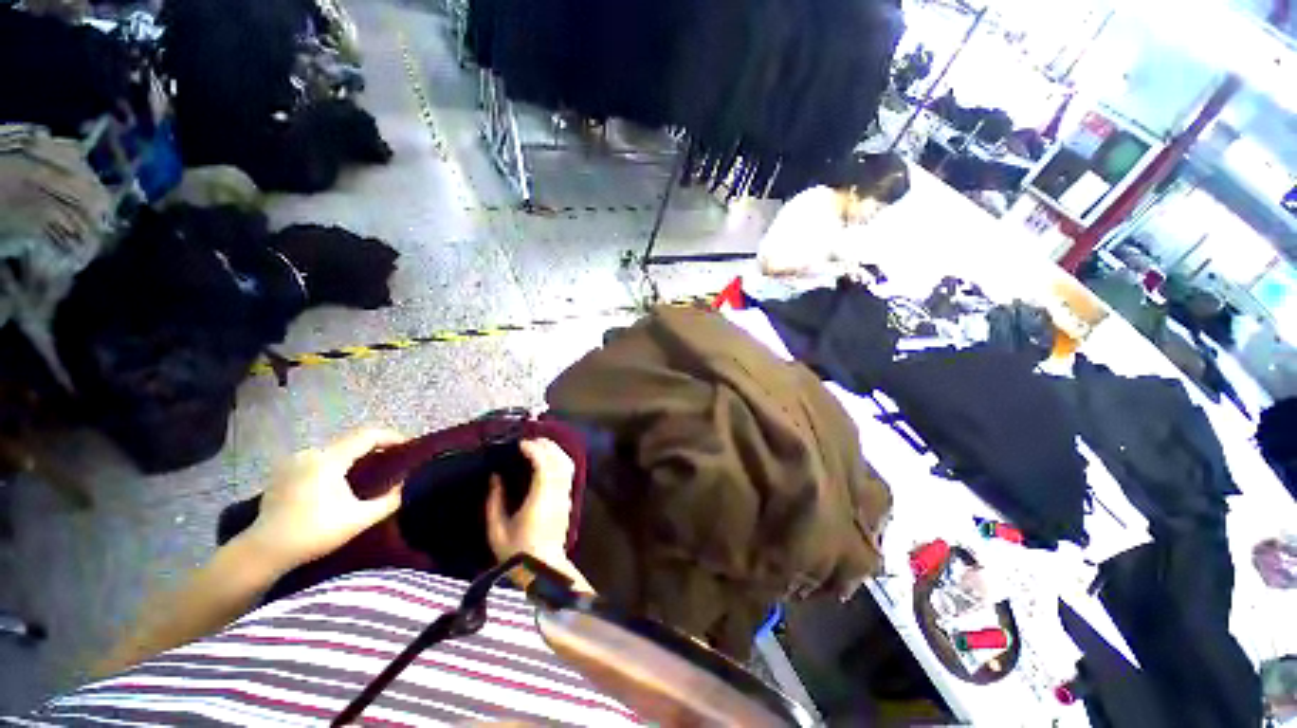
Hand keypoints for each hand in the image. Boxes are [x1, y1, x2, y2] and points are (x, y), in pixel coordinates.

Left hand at [245, 428, 405, 571]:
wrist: (263, 552)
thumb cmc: (314, 533)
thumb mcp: (359, 520)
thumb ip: (388, 501)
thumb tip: (400, 486)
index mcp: (329, 460)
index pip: (367, 436)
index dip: (391, 437)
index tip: (409, 446)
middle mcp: (310, 453)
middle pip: (351, 441)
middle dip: (375, 447)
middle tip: (393, 461)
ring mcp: (293, 462)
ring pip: (334, 450)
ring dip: (355, 456)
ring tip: (369, 472)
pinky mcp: (283, 473)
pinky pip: (318, 459)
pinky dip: (336, 464)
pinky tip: (340, 482)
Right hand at [486, 439, 576, 564]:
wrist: (543, 569)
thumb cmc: (517, 552)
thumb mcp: (497, 529)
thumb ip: (494, 500)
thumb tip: (495, 477)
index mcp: (540, 499)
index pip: (543, 466)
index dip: (534, 451)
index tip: (521, 444)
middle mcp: (557, 494)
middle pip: (559, 461)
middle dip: (546, 445)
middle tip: (530, 440)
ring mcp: (565, 496)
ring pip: (566, 465)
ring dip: (554, 451)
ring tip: (539, 445)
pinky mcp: (568, 500)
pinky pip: (567, 472)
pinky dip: (559, 460)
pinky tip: (548, 459)